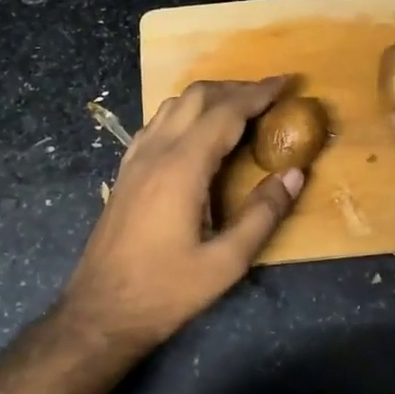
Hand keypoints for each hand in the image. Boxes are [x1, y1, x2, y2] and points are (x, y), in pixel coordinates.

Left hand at [61, 77, 304, 348]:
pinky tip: (197, 132)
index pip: (226, 112)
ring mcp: (135, 159)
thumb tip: (294, 174)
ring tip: (239, 109)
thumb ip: (262, 215)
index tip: (287, 82)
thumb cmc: (165, 291)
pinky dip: (184, 114)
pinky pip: (156, 124)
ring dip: (209, 97)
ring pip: (173, 105)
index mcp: (182, 167)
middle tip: (269, 95)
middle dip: (236, 88)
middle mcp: (156, 152)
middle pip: (197, 97)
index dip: (259, 93)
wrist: (100, 311)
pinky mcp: (125, 172)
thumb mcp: (225, 263)